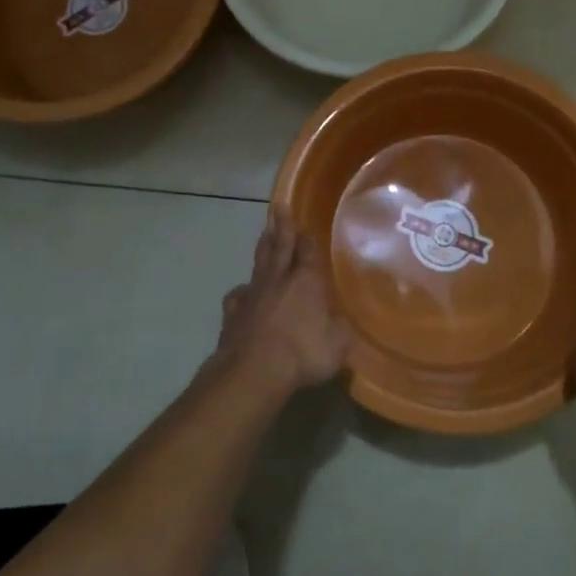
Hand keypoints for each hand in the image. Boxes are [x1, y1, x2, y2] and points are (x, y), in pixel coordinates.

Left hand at [216, 205, 350, 393]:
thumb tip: (341, 322)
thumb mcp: (337, 345)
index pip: (308, 252)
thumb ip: (341, 330)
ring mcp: (253, 294)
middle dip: (281, 225)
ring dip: (263, 247)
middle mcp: (279, 280)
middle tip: (278, 206)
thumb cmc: (303, 353)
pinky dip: (241, 292)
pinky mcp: (234, 313)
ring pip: (259, 263)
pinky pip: (238, 296)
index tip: (306, 227)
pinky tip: (242, 293)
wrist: (255, 370)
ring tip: (265, 233)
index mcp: (306, 281)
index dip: (308, 239)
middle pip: (280, 246)